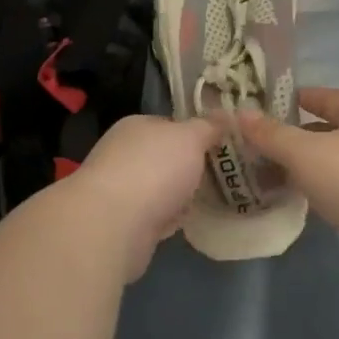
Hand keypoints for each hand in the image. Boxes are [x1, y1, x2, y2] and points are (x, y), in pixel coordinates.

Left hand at [69, 114, 218, 280]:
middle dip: (189, 167)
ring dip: (180, 194)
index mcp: (136, 126)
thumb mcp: (190, 138)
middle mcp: (123, 153)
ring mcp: (121, 189)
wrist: (113, 224)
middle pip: (165, 157)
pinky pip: (155, 215)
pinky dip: (169, 218)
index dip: (196, 133)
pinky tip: (188, 222)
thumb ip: (208, 127)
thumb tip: (225, 114)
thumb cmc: (154, 169)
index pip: (170, 124)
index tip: (222, 145)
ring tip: (212, 199)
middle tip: (223, 175)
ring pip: (160, 187)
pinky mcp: (123, 221)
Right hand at [240, 89, 338, 272]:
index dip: (297, 99)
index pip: (325, 96)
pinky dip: (330, 186)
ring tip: (281, 177)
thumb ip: (272, 135)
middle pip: (333, 128)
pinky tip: (313, 200)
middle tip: (267, 148)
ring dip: (313, 165)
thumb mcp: (305, 154)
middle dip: (300, 137)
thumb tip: (241, 114)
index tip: (271, 107)